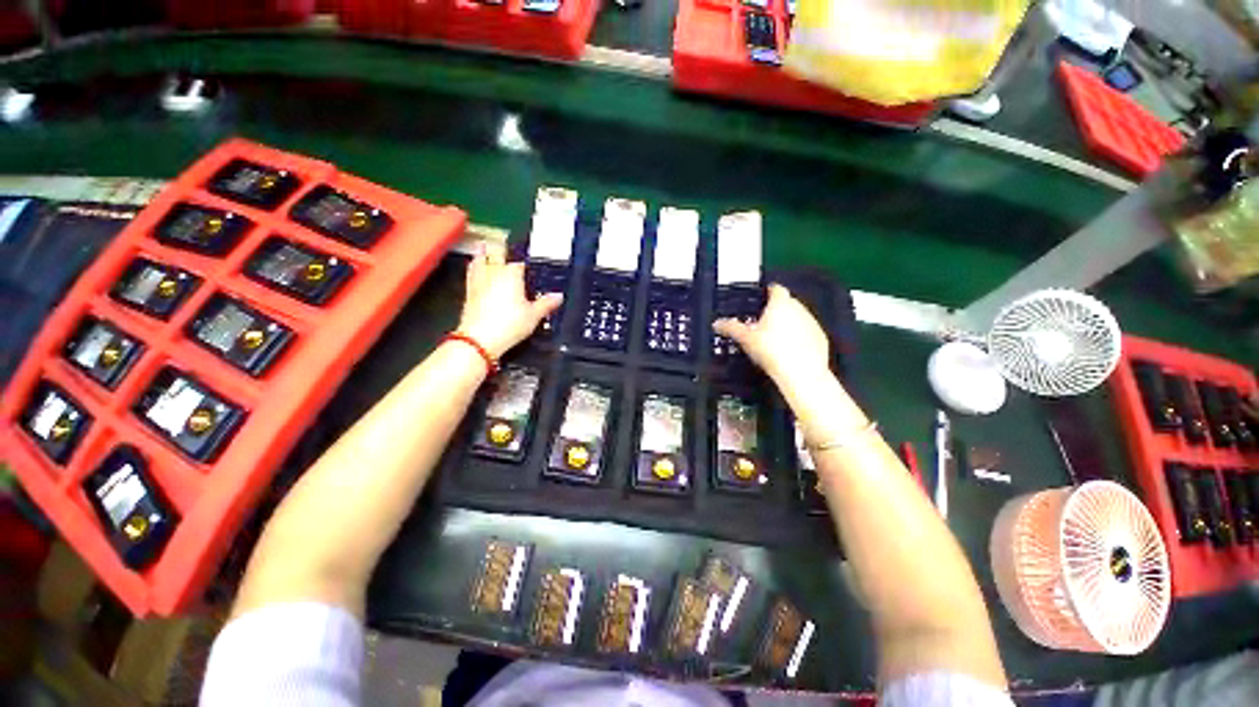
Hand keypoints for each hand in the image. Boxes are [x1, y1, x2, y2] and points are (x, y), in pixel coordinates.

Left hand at [457, 243, 561, 359]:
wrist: (479, 338)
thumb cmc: (510, 324)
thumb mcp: (534, 316)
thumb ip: (546, 304)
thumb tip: (558, 296)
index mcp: (512, 274)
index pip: (520, 263)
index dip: (526, 264)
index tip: (530, 265)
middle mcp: (494, 272)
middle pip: (496, 254)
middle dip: (500, 249)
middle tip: (503, 242)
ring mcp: (479, 280)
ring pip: (479, 261)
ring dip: (482, 253)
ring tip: (483, 247)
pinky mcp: (468, 291)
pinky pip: (471, 273)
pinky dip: (474, 267)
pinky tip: (474, 268)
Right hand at [714, 284, 829, 389]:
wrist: (801, 373)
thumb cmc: (771, 350)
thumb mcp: (745, 339)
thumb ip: (731, 328)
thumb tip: (717, 323)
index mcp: (780, 304)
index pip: (775, 289)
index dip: (767, 292)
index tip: (760, 298)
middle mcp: (799, 308)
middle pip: (786, 303)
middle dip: (775, 310)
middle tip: (761, 323)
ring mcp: (812, 322)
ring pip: (798, 317)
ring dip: (788, 323)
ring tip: (773, 339)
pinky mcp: (821, 338)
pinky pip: (806, 332)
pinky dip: (798, 337)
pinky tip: (789, 351)